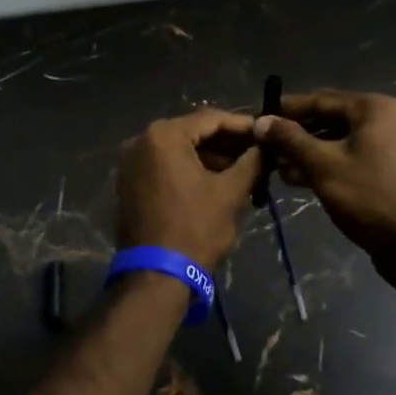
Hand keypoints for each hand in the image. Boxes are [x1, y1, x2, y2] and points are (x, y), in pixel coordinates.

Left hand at [116, 108, 262, 268]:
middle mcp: (141, 141)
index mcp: (164, 135)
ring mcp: (131, 163)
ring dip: (209, 157)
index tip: (266, 132)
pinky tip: (216, 180)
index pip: (210, 118)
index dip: (242, 125)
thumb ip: (251, 162)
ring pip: (178, 150)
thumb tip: (266, 146)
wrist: (156, 275)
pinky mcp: (129, 183)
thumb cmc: (196, 228)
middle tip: (257, 150)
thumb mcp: (230, 193)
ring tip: (243, 168)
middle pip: (192, 132)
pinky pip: (164, 166)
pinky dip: (189, 169)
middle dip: (226, 142)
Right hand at [254, 90, 395, 271]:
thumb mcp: (322, 164)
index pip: (320, 100)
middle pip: (329, 119)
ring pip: (338, 141)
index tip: (258, 117)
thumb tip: (261, 121)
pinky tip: (295, 179)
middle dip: (295, 133)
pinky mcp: (387, 172)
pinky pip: (349, 158)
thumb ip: (290, 139)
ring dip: (306, 152)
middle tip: (263, 145)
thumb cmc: (368, 196)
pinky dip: (324, 165)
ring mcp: (389, 147)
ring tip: (274, 165)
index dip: (286, 109)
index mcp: (373, 108)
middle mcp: (384, 120)